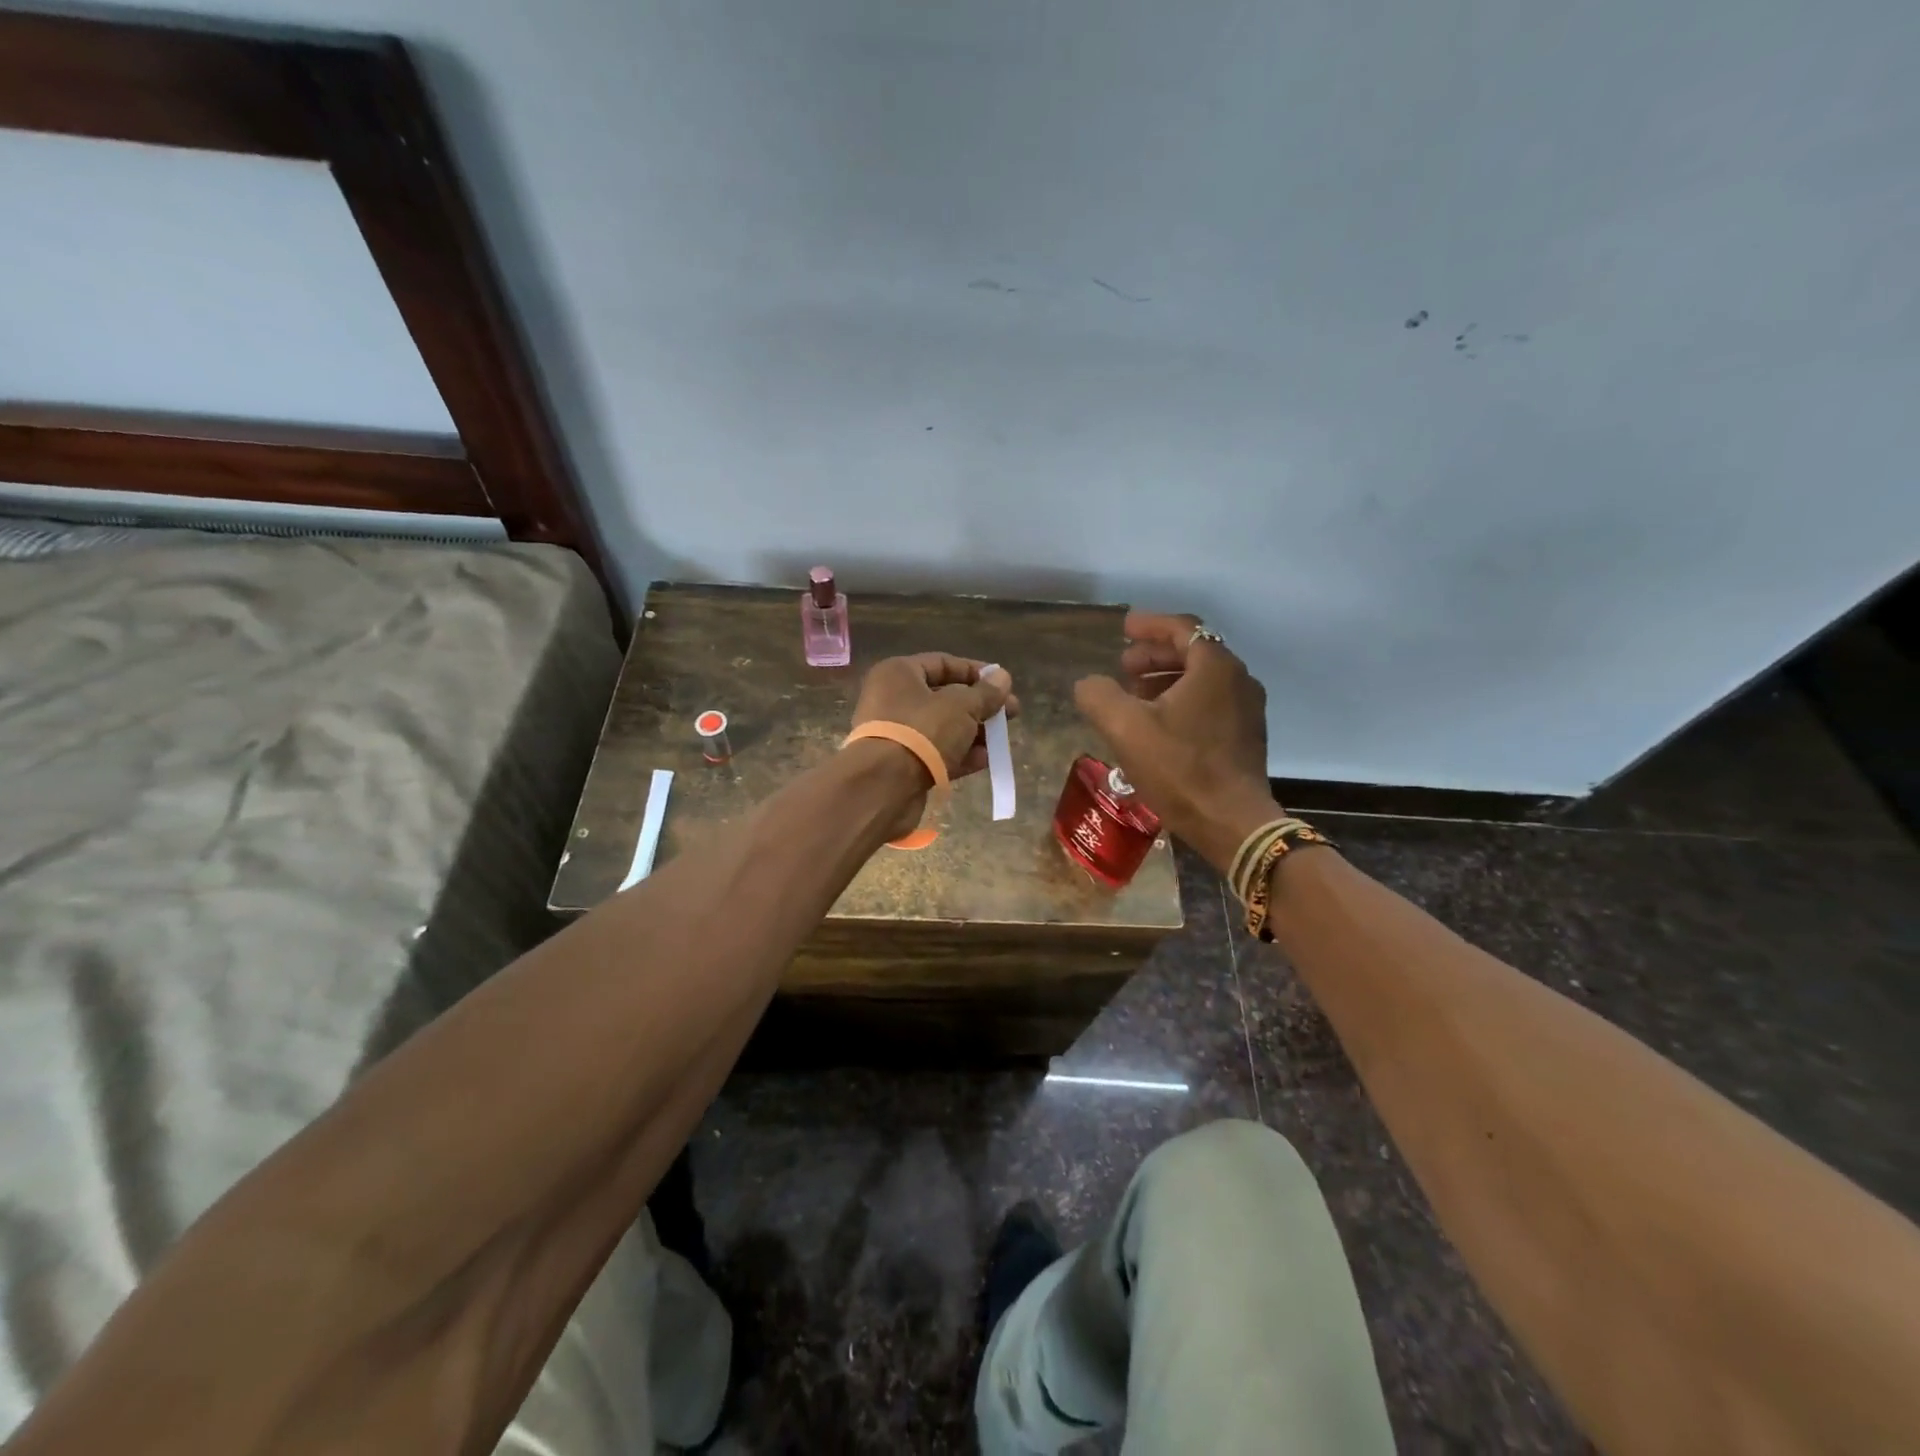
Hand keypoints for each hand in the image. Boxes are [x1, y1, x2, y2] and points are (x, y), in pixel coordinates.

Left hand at [851, 654, 1017, 835]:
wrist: (884, 786)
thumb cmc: (922, 731)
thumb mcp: (962, 707)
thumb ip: (985, 693)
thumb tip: (1003, 677)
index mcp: (899, 674)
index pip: (943, 663)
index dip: (976, 672)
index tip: (1004, 684)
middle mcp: (893, 699)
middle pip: (945, 697)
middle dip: (980, 707)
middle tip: (1011, 715)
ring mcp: (896, 734)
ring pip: (942, 728)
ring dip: (973, 733)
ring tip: (1001, 740)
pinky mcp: (901, 765)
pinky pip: (935, 753)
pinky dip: (960, 755)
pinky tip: (985, 760)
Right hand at [1074, 612, 1279, 871]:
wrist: (1231, 822)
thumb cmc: (1179, 768)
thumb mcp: (1125, 727)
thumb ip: (1099, 696)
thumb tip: (1088, 684)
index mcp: (1215, 667)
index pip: (1182, 628)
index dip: (1149, 625)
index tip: (1123, 628)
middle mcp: (1238, 680)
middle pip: (1193, 651)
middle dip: (1154, 655)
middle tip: (1122, 666)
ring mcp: (1247, 709)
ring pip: (1202, 679)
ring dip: (1166, 679)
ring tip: (1134, 695)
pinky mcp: (1246, 736)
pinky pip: (1210, 702)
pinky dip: (1182, 700)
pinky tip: (1158, 725)